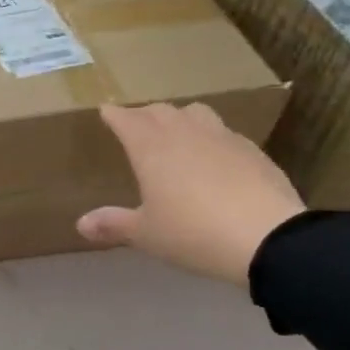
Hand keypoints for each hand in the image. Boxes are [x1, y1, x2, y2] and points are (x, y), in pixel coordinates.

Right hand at [77, 102, 305, 286]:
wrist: (268, 238)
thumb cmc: (193, 233)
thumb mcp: (147, 234)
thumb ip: (114, 224)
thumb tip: (82, 224)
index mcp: (151, 148)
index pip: (126, 119)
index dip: (114, 114)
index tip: (105, 110)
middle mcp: (185, 133)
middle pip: (160, 111)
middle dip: (144, 114)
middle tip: (136, 125)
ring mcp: (222, 137)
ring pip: (195, 113)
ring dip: (180, 118)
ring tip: (176, 133)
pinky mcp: (252, 150)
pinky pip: (223, 133)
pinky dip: (210, 137)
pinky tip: (213, 157)